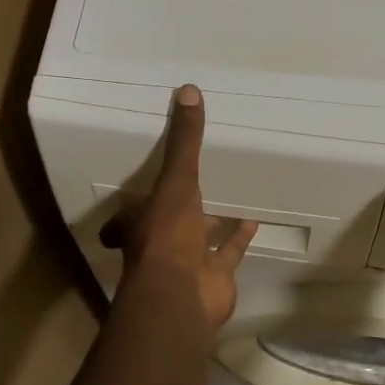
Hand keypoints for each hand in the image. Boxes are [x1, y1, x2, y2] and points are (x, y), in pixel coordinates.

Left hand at [117, 85, 257, 329]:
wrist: (183, 295)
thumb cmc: (168, 234)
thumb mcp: (176, 180)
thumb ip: (184, 141)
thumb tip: (188, 89)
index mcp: (142, 221)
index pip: (131, 210)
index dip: (133, 201)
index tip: (140, 184)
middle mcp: (161, 242)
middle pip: (167, 222)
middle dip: (179, 208)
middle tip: (193, 184)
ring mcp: (188, 262)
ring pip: (199, 238)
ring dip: (212, 222)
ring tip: (229, 196)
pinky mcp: (215, 276)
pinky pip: (228, 253)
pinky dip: (239, 238)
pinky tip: (253, 219)